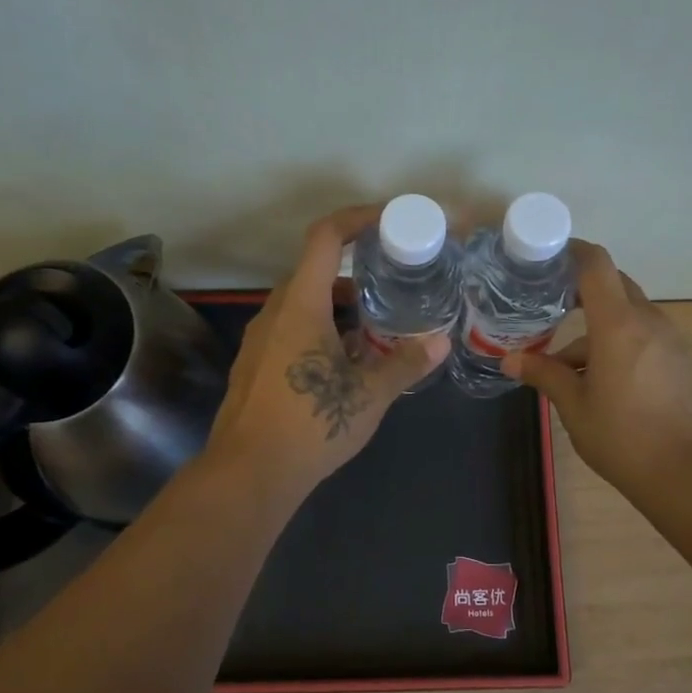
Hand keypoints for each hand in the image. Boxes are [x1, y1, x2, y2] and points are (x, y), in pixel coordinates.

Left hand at [205, 205, 449, 502]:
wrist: (249, 473)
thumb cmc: (311, 423)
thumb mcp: (370, 394)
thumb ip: (406, 363)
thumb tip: (442, 342)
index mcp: (300, 304)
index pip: (326, 237)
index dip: (358, 219)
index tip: (389, 221)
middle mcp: (274, 313)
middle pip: (316, 273)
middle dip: (357, 276)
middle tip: (394, 288)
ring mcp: (260, 340)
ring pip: (304, 306)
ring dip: (340, 309)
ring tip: (378, 331)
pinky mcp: (255, 366)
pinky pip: (292, 331)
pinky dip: (322, 332)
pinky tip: (347, 365)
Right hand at [503, 241, 691, 496]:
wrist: (689, 474)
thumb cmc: (623, 436)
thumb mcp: (574, 406)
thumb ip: (544, 374)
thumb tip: (509, 360)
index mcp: (618, 323)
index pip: (596, 265)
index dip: (571, 252)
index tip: (546, 258)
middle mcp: (647, 321)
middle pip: (613, 285)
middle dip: (579, 289)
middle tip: (545, 303)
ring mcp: (668, 341)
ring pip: (626, 316)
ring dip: (595, 328)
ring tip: (559, 363)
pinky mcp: (678, 361)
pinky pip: (641, 337)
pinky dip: (615, 344)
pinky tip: (594, 381)